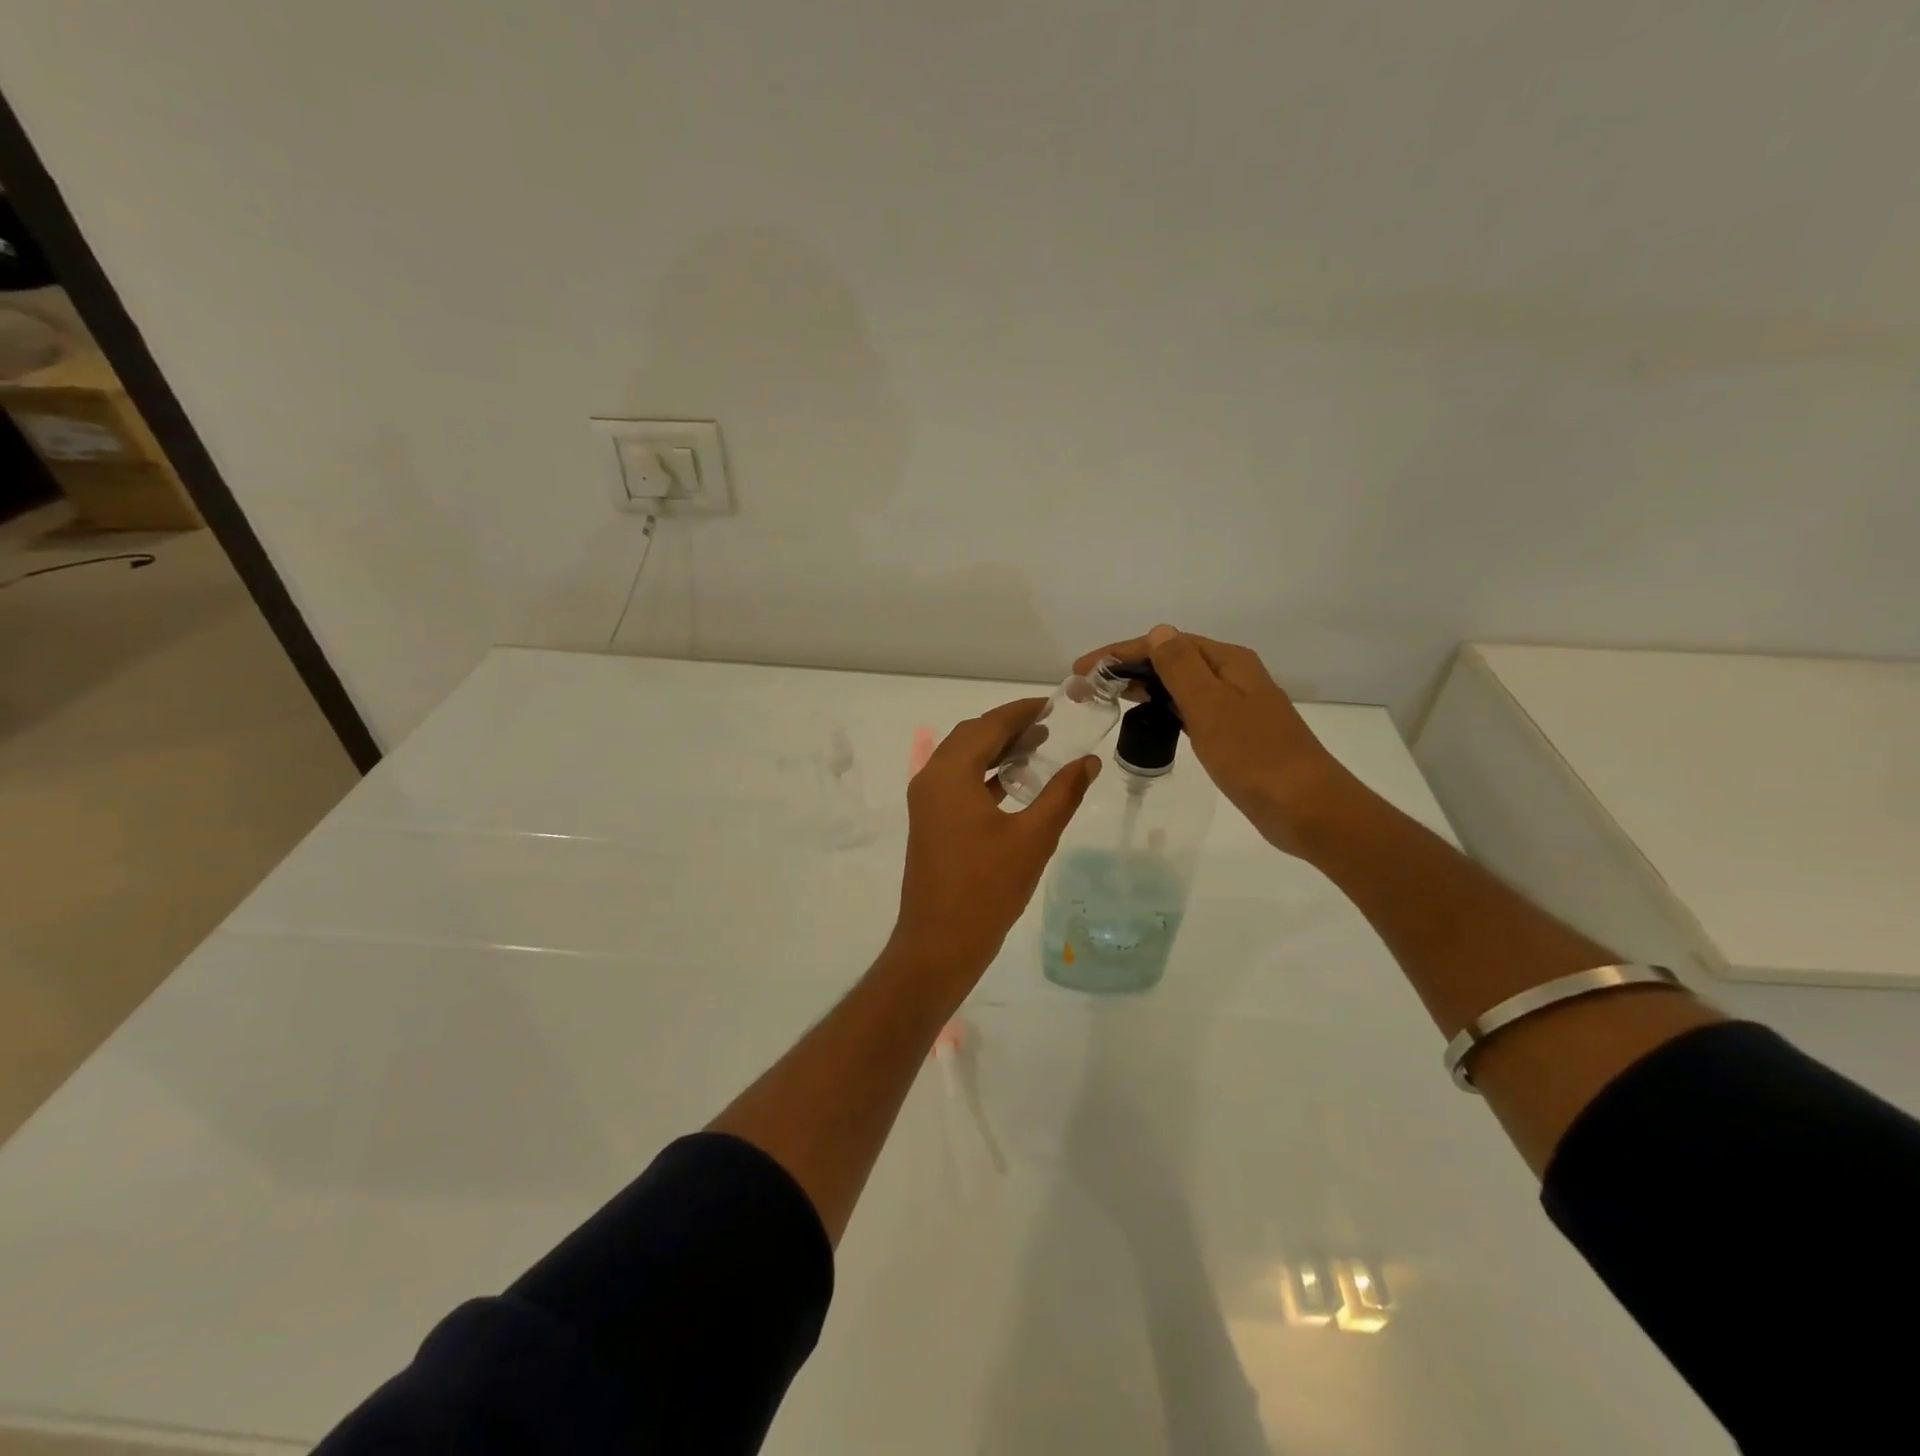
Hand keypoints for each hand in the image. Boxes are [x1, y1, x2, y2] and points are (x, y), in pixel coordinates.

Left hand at [891, 698, 1099, 974]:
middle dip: (1008, 727)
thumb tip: (1089, 761)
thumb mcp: (1034, 838)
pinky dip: (986, 775)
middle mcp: (931, 780)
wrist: (939, 944)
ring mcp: (926, 803)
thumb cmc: (987, 889)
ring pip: (962, 760)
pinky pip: (958, 783)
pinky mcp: (930, 823)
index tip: (1051, 704)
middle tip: (1049, 725)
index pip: (987, 726)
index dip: (1020, 711)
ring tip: (1038, 749)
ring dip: (996, 750)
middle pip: (970, 737)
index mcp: (950, 775)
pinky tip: (1015, 785)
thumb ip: (1062, 794)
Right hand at [1075, 625, 1361, 856]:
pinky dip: (1164, 709)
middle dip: (1128, 668)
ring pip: (1180, 686)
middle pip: (1172, 660)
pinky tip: (1149, 720)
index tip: (1083, 669)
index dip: (1120, 653)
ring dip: (1144, 686)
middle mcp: (1233, 677)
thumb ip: (1181, 668)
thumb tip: (1159, 631)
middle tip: (1088, 687)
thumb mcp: (1211, 707)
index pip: (1165, 644)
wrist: (1306, 808)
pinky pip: (1190, 710)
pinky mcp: (1234, 735)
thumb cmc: (1254, 756)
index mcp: (1228, 662)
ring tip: (1108, 697)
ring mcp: (1235, 706)